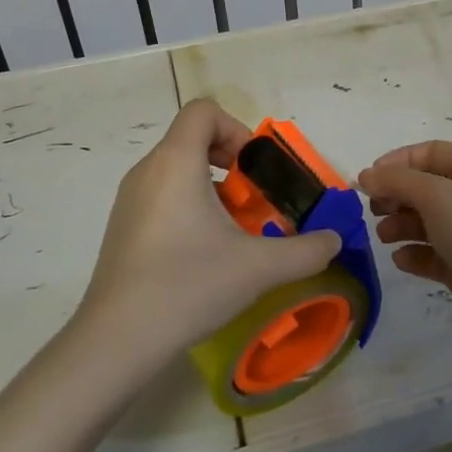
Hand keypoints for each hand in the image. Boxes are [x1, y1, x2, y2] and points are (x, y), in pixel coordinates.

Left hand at [76, 100, 341, 360]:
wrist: (117, 339)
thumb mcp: (259, 267)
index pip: (203, 111)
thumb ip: (306, 251)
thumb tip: (334, 241)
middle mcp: (147, 171)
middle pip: (192, 139)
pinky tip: (204, 254)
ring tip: (235, 232)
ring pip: (177, 170)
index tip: (255, 170)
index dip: (237, 129)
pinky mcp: (122, 227)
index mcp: (175, 162)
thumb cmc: (188, 285)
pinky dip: (189, 208)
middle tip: (253, 201)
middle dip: (231, 163)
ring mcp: (129, 200)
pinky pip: (162, 196)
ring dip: (212, 188)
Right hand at [358, 141, 451, 347]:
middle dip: (396, 196)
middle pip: (424, 186)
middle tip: (375, 210)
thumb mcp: (434, 195)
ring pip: (425, 220)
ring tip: (385, 237)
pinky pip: (431, 251)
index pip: (430, 152)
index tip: (369, 179)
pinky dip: (414, 253)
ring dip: (400, 225)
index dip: (397, 161)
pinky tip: (403, 260)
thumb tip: (366, 175)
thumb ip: (396, 180)